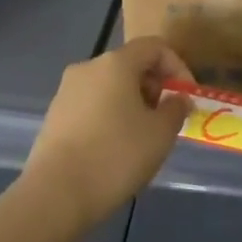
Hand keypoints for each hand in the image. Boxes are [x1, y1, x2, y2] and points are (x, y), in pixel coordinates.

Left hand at [21, 37, 191, 234]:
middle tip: (166, 120)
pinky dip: (110, 116)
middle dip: (155, 87)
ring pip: (110, 86)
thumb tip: (177, 98)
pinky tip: (115, 149)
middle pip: (131, 65)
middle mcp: (88, 67)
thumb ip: (175, 109)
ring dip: (133, 103)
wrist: (55, 195)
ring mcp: (67, 91)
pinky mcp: (54, 116)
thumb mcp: (160, 134)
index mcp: (115, 63)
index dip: (177, 67)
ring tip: (143, 138)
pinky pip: (92, 105)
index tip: (187, 98)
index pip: (154, 47)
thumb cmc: (116, 155)